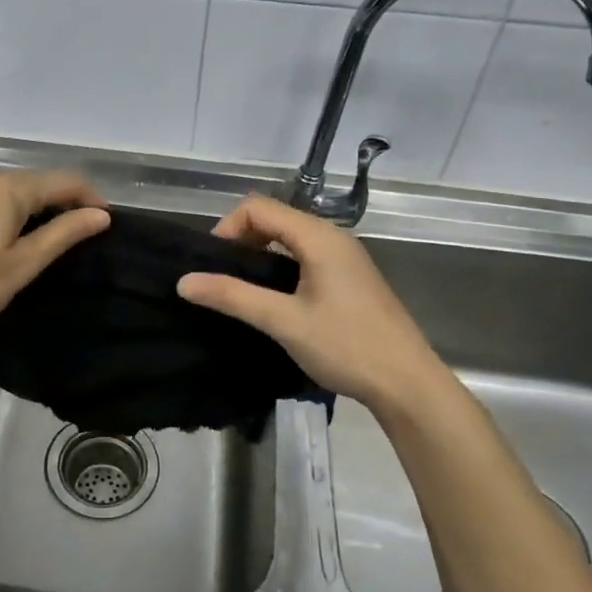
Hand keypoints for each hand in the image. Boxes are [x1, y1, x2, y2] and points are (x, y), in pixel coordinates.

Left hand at [0, 169, 109, 351]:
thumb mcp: (22, 264)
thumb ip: (63, 234)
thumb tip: (100, 215)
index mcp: (9, 188)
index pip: (65, 181)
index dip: (91, 199)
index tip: (107, 226)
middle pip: (40, 182)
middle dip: (67, 203)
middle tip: (83, 238)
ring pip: (17, 190)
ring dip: (40, 208)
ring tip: (53, 241)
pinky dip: (16, 212)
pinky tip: (15, 239)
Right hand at [176, 194, 439, 413]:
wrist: (407, 383)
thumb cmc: (346, 346)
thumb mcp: (283, 321)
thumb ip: (233, 297)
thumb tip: (184, 282)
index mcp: (319, 238)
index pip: (258, 208)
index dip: (227, 228)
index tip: (212, 265)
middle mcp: (333, 238)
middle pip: (274, 219)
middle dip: (241, 240)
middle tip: (221, 279)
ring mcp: (345, 258)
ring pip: (290, 239)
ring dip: (260, 255)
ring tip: (241, 291)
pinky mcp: (350, 279)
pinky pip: (305, 257)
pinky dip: (280, 268)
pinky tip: (273, 301)